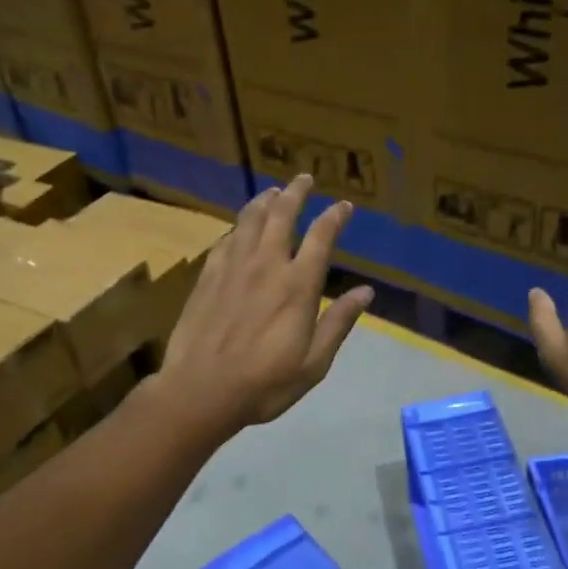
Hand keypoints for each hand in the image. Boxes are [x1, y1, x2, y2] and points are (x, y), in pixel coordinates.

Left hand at [152, 174, 373, 441]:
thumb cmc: (265, 383)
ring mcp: (233, 268)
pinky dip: (238, 226)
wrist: (201, 390)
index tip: (344, 206)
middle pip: (282, 215)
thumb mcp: (314, 362)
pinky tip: (240, 226)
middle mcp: (266, 266)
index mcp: (298, 286)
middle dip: (296, 192)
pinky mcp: (208, 276)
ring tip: (274, 191)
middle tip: (304, 178)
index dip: (334, 217)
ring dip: (265, 201)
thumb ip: (339, 323)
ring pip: (250, 220)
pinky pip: (226, 239)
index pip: (321, 238)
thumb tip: (366, 291)